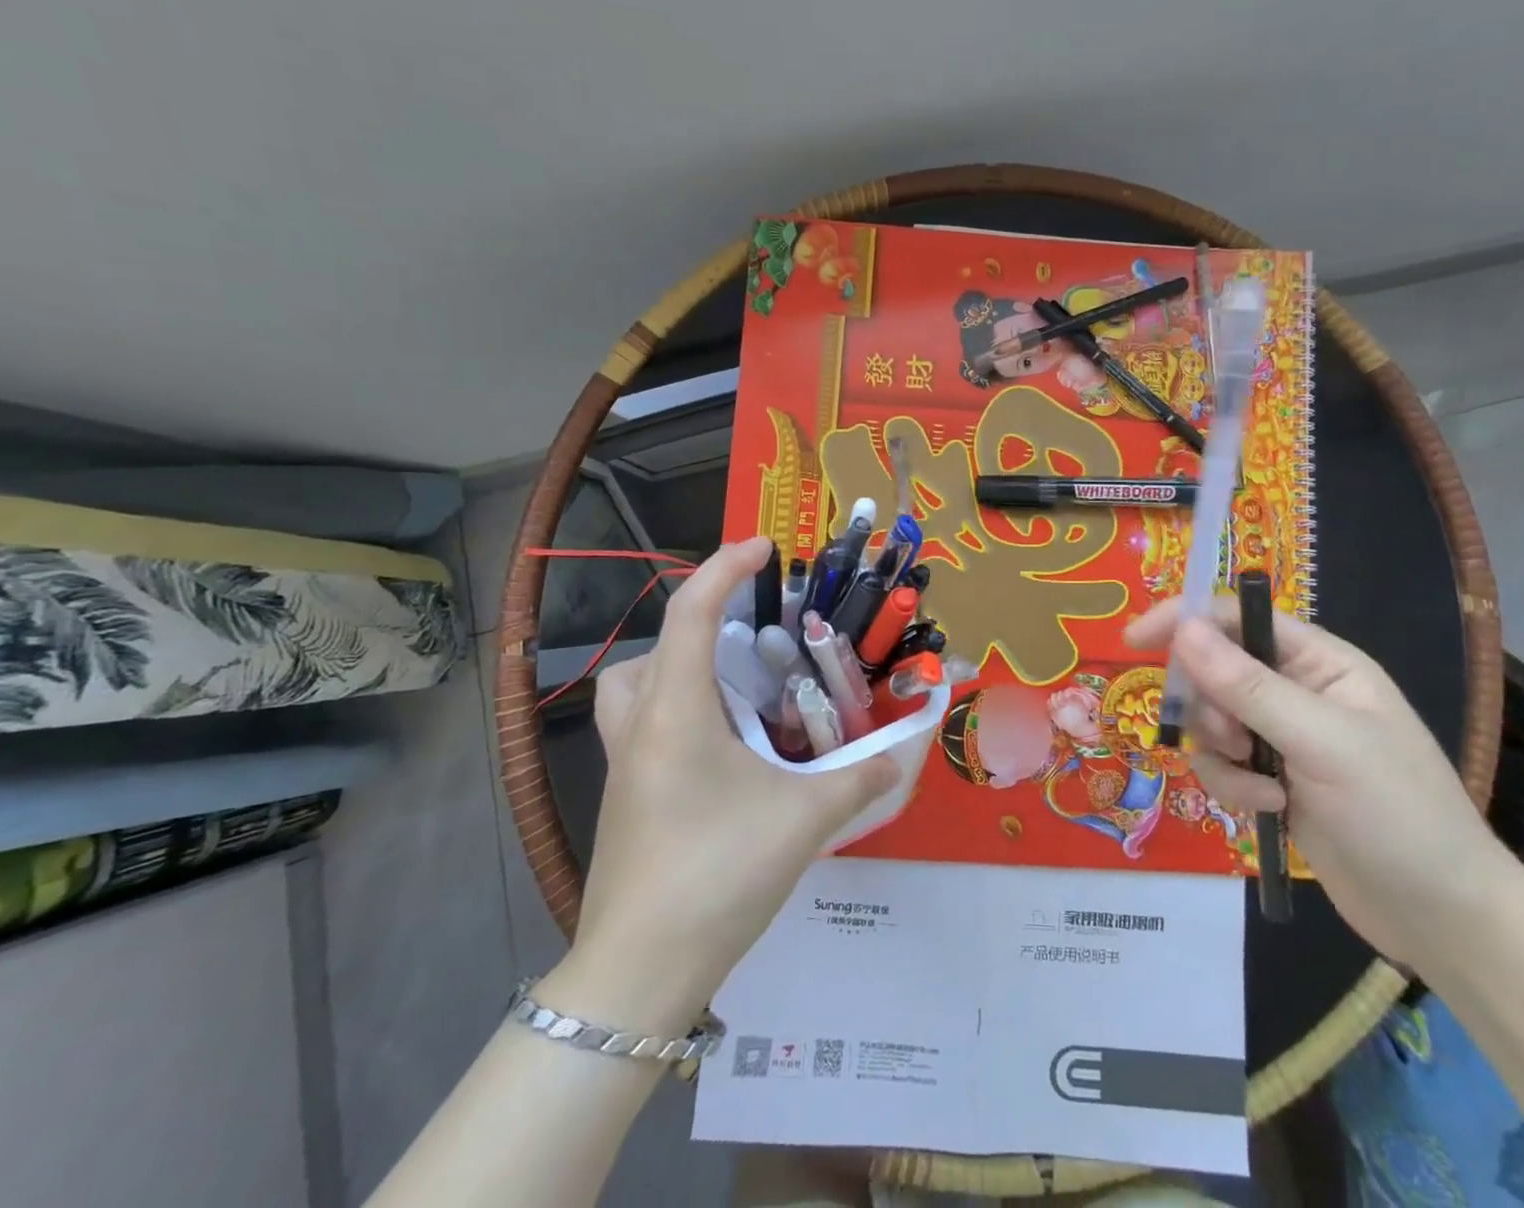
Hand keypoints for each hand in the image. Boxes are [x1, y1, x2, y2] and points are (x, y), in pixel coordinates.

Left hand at [546, 538, 896, 1025]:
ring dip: (678, 671)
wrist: (638, 975)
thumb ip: (860, 780)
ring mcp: (623, 766)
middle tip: (753, 643)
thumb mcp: (804, 821)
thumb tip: (901, 756)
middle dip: (699, 626)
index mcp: (677, 712)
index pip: (692, 613)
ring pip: (633, 689)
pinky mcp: (624, 799)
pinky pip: (642, 729)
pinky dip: (678, 715)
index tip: (765, 548)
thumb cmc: (718, 876)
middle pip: (652, 649)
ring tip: (734, 693)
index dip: (725, 567)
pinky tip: (724, 753)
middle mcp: (640, 727)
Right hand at [1123, 599, 1512, 968]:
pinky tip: (1270, 810)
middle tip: (1231, 740)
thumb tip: (1182, 629)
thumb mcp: (1322, 742)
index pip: (1237, 617)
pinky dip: (1232, 786)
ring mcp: (1282, 737)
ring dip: (1222, 754)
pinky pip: (1220, 764)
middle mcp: (1297, 690)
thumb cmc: (1399, 814)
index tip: (1135, 641)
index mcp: (1320, 661)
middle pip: (1214, 669)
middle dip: (1211, 707)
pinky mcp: (1271, 780)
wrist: (1443, 919)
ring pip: (1211, 721)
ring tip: (1262, 786)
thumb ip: (1248, 686)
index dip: (1184, 620)